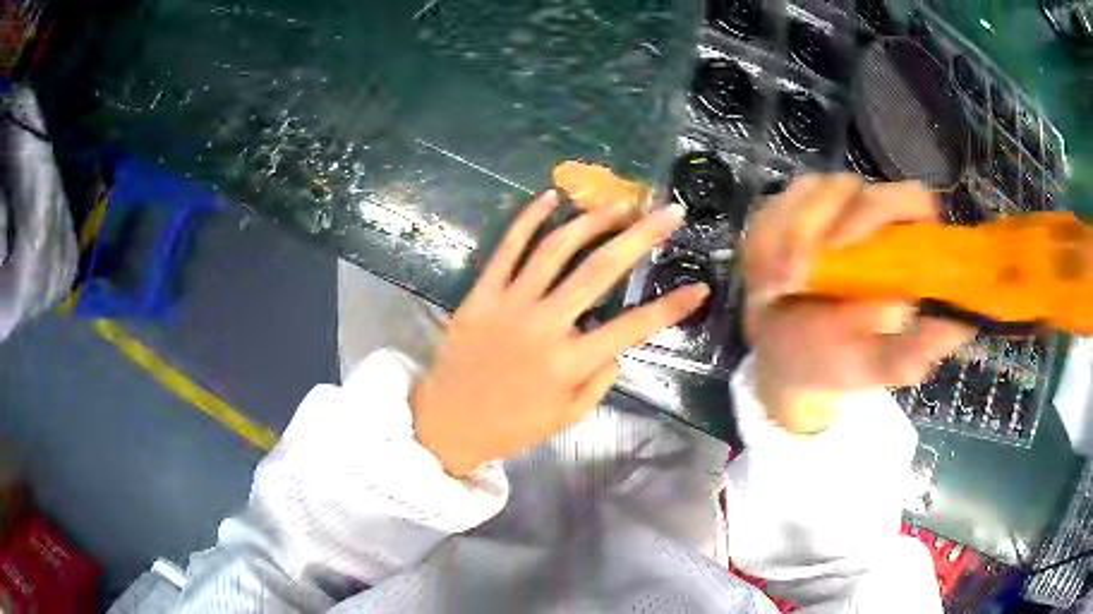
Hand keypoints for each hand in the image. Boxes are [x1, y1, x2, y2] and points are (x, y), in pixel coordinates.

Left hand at [411, 191, 709, 476]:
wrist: (446, 423)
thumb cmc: (511, 426)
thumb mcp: (567, 417)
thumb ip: (600, 382)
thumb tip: (617, 348)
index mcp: (570, 362)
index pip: (634, 327)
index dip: (673, 307)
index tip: (700, 288)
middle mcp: (544, 324)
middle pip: (600, 269)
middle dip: (641, 236)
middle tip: (667, 213)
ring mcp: (509, 303)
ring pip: (556, 248)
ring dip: (591, 220)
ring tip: (618, 205)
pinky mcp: (481, 293)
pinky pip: (506, 248)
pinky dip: (529, 219)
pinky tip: (551, 198)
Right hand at [745, 175, 974, 433]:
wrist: (783, 357)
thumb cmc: (836, 361)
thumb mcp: (875, 366)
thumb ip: (912, 352)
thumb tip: (958, 326)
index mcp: (903, 249)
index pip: (914, 201)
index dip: (887, 211)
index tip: (850, 249)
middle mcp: (870, 218)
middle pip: (853, 186)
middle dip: (820, 223)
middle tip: (798, 272)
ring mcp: (828, 208)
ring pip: (809, 189)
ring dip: (788, 237)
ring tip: (780, 286)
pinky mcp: (788, 210)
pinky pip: (773, 206)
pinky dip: (764, 240)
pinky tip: (766, 277)